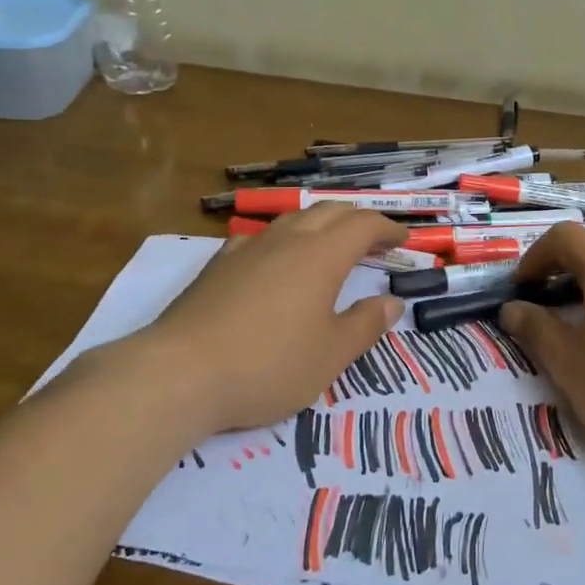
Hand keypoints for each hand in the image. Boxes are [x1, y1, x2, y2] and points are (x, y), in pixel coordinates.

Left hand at [118, 205, 406, 435]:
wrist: (182, 372)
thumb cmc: (269, 365)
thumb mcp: (330, 355)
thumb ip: (365, 325)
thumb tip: (392, 303)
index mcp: (321, 255)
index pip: (363, 225)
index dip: (387, 228)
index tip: (403, 240)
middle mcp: (286, 240)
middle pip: (328, 212)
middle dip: (357, 220)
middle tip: (374, 240)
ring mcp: (247, 248)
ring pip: (292, 219)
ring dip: (319, 224)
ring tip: (329, 245)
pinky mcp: (218, 264)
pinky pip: (259, 237)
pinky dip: (282, 240)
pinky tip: (274, 260)